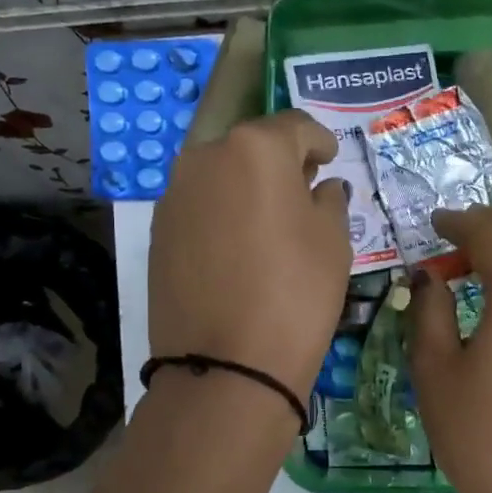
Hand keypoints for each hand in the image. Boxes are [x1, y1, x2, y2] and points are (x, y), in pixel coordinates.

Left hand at [149, 110, 351, 410]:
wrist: (227, 366)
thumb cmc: (296, 294)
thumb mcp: (333, 243)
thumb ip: (328, 201)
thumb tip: (319, 188)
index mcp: (255, 148)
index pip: (295, 127)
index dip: (319, 141)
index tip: (330, 159)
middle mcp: (205, 158)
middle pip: (250, 149)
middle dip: (279, 164)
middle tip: (302, 192)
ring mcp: (174, 196)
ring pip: (220, 178)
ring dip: (246, 190)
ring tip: (269, 225)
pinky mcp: (158, 233)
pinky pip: (200, 210)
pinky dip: (222, 217)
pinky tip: (238, 250)